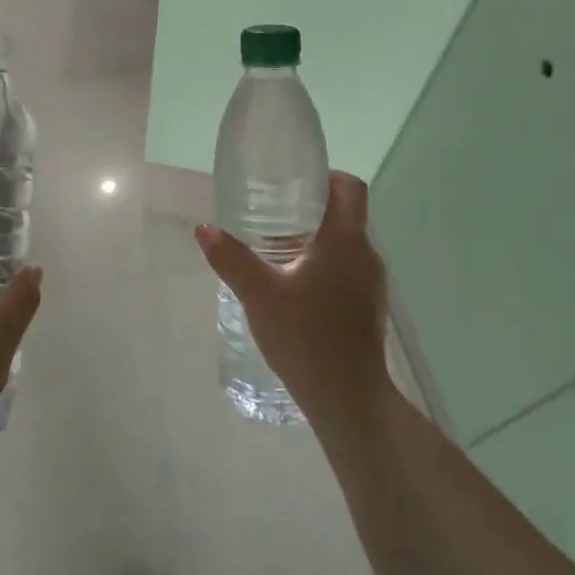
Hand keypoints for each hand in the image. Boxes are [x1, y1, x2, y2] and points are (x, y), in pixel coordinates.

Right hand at [196, 172, 391, 423]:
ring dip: (315, 240)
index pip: (350, 187)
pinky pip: (346, 270)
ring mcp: (370, 283)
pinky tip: (292, 286)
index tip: (296, 182)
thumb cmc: (305, 336)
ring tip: (276, 250)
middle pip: (346, 214)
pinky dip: (322, 265)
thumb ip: (231, 258)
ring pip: (345, 244)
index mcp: (345, 240)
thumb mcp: (259, 294)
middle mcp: (365, 254)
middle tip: (271, 214)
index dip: (327, 176)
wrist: (348, 398)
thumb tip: (204, 229)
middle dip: (311, 209)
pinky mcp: (367, 307)